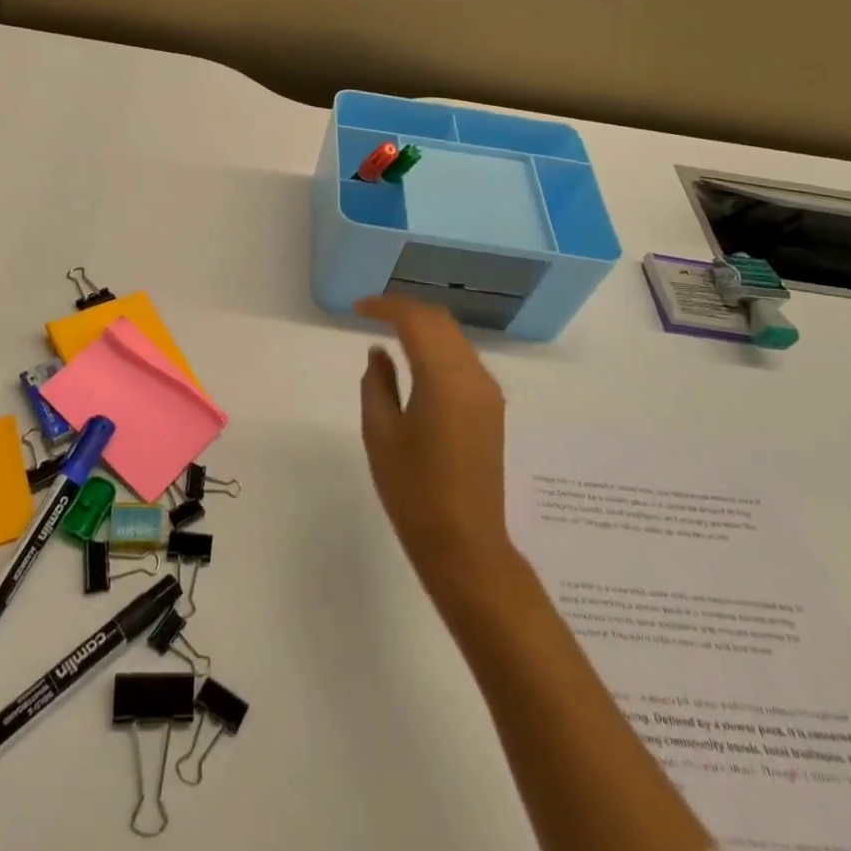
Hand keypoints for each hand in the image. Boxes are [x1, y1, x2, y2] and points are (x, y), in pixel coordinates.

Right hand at [357, 295, 518, 603]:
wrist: (464, 543)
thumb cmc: (413, 490)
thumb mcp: (381, 433)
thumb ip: (377, 383)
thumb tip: (379, 352)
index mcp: (445, 379)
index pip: (416, 321)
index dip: (386, 306)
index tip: (358, 308)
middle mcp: (474, 377)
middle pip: (441, 323)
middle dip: (406, 310)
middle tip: (371, 313)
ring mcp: (488, 393)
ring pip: (455, 339)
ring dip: (424, 327)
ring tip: (390, 330)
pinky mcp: (492, 409)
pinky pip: (463, 360)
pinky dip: (438, 348)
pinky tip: (416, 360)